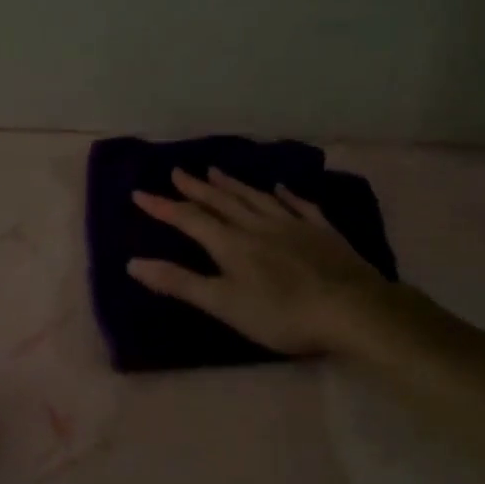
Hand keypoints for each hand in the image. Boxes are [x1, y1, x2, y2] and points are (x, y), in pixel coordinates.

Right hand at [128, 167, 397, 354]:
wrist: (351, 309)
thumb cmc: (281, 314)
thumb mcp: (224, 304)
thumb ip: (180, 283)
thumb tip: (133, 263)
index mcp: (231, 244)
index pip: (189, 220)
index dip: (163, 207)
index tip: (139, 193)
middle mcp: (258, 226)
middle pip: (222, 202)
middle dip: (196, 188)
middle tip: (177, 171)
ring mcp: (293, 225)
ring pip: (256, 198)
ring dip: (233, 184)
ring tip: (216, 169)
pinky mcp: (322, 232)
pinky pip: (299, 205)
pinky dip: (286, 195)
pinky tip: (280, 187)